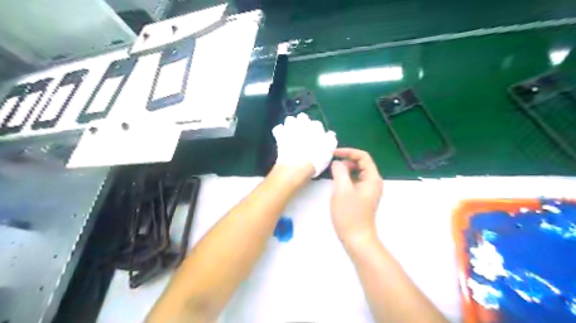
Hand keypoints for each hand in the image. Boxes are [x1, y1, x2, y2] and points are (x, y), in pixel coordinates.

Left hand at [271, 113, 335, 177]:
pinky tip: (281, 136)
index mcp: (316, 127)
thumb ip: (331, 140)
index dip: (317, 131)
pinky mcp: (280, 135)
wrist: (297, 165)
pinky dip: (280, 132)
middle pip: (302, 117)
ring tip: (292, 132)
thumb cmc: (317, 159)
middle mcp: (303, 124)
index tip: (316, 138)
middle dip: (303, 123)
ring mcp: (290, 128)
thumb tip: (330, 134)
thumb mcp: (329, 151)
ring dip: (291, 125)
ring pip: (290, 120)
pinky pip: (278, 129)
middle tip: (304, 133)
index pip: (317, 124)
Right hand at [328, 148, 380, 247]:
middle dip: (346, 161)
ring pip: (357, 173)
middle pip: (361, 163)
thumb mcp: (342, 190)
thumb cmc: (349, 214)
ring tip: (332, 174)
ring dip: (345, 170)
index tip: (333, 153)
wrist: (356, 239)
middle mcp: (373, 182)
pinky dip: (346, 179)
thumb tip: (337, 163)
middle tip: (331, 165)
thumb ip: (340, 171)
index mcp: (372, 178)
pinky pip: (355, 182)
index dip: (348, 152)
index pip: (363, 156)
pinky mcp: (362, 197)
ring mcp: (368, 190)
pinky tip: (336, 184)